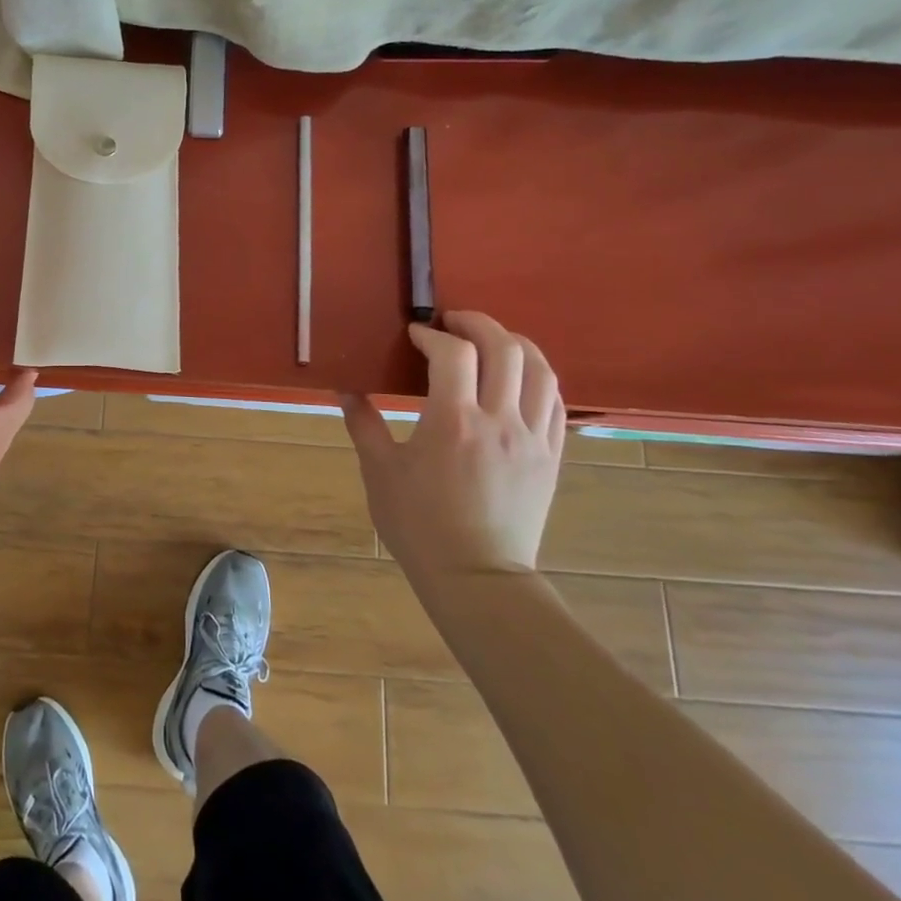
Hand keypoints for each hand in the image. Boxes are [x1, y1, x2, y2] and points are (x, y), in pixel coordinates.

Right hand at [340, 310, 564, 584]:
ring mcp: (533, 438)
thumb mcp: (380, 471)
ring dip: (515, 343)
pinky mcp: (551, 456)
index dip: (432, 333)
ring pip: (540, 369)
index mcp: (454, 421)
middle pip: (504, 348)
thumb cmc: (419, 525)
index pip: (453, 353)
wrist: (476, 577)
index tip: (414, 334)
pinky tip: (518, 377)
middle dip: (477, 324)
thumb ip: (363, 423)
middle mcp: (500, 421)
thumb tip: (343, 387)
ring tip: (490, 341)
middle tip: (452, 322)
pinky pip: (556, 402)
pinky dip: (538, 377)